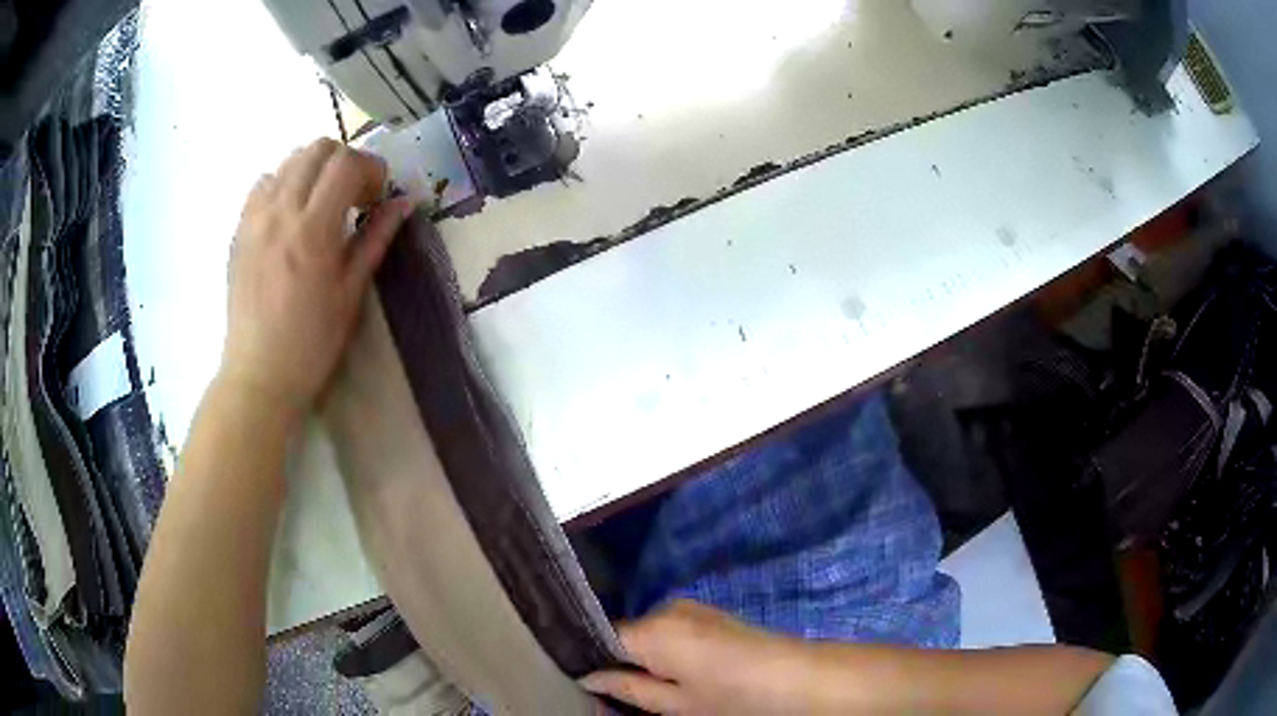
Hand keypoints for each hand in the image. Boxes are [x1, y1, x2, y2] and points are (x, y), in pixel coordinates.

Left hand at [221, 138, 413, 417]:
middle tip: (354, 194)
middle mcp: (280, 212)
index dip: (371, 169)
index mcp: (312, 230)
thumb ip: (376, 239)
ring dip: (314, 169)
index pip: (346, 164)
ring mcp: (254, 219)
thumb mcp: (351, 292)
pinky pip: (263, 184)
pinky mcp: (239, 230)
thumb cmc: (311, 342)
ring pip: (288, 161)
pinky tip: (291, 214)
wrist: (259, 373)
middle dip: (344, 160)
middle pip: (317, 149)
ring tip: (323, 202)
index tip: (378, 196)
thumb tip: (404, 202)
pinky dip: (284, 183)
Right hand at [581, 600, 822, 714]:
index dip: (593, 661)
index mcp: (653, 630)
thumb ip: (627, 689)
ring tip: (661, 688)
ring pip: (648, 633)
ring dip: (645, 658)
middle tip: (628, 695)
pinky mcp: (710, 614)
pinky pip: (671, 630)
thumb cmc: (734, 698)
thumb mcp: (676, 705)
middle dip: (622, 661)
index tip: (590, 684)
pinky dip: (667, 651)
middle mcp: (667, 609)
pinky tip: (684, 674)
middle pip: (625, 635)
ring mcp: (691, 608)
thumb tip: (588, 677)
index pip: (601, 637)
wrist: (799, 678)